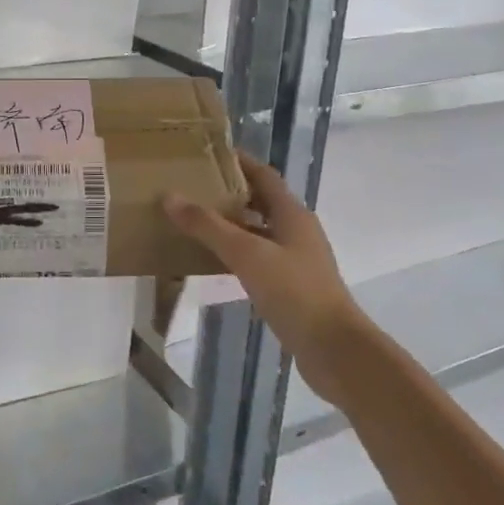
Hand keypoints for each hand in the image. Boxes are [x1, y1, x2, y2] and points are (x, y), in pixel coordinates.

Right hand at [163, 153, 364, 369]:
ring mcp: (296, 260)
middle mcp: (296, 231)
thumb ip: (207, 226)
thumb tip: (170, 196)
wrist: (333, 349)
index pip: (263, 175)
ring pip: (258, 231)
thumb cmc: (294, 292)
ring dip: (231, 224)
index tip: (206, 155)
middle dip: (230, 193)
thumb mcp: (246, 253)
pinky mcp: (291, 286)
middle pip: (261, 201)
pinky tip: (213, 261)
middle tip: (192, 188)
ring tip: (195, 221)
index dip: (239, 162)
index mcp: (292, 214)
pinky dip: (236, 253)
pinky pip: (258, 258)